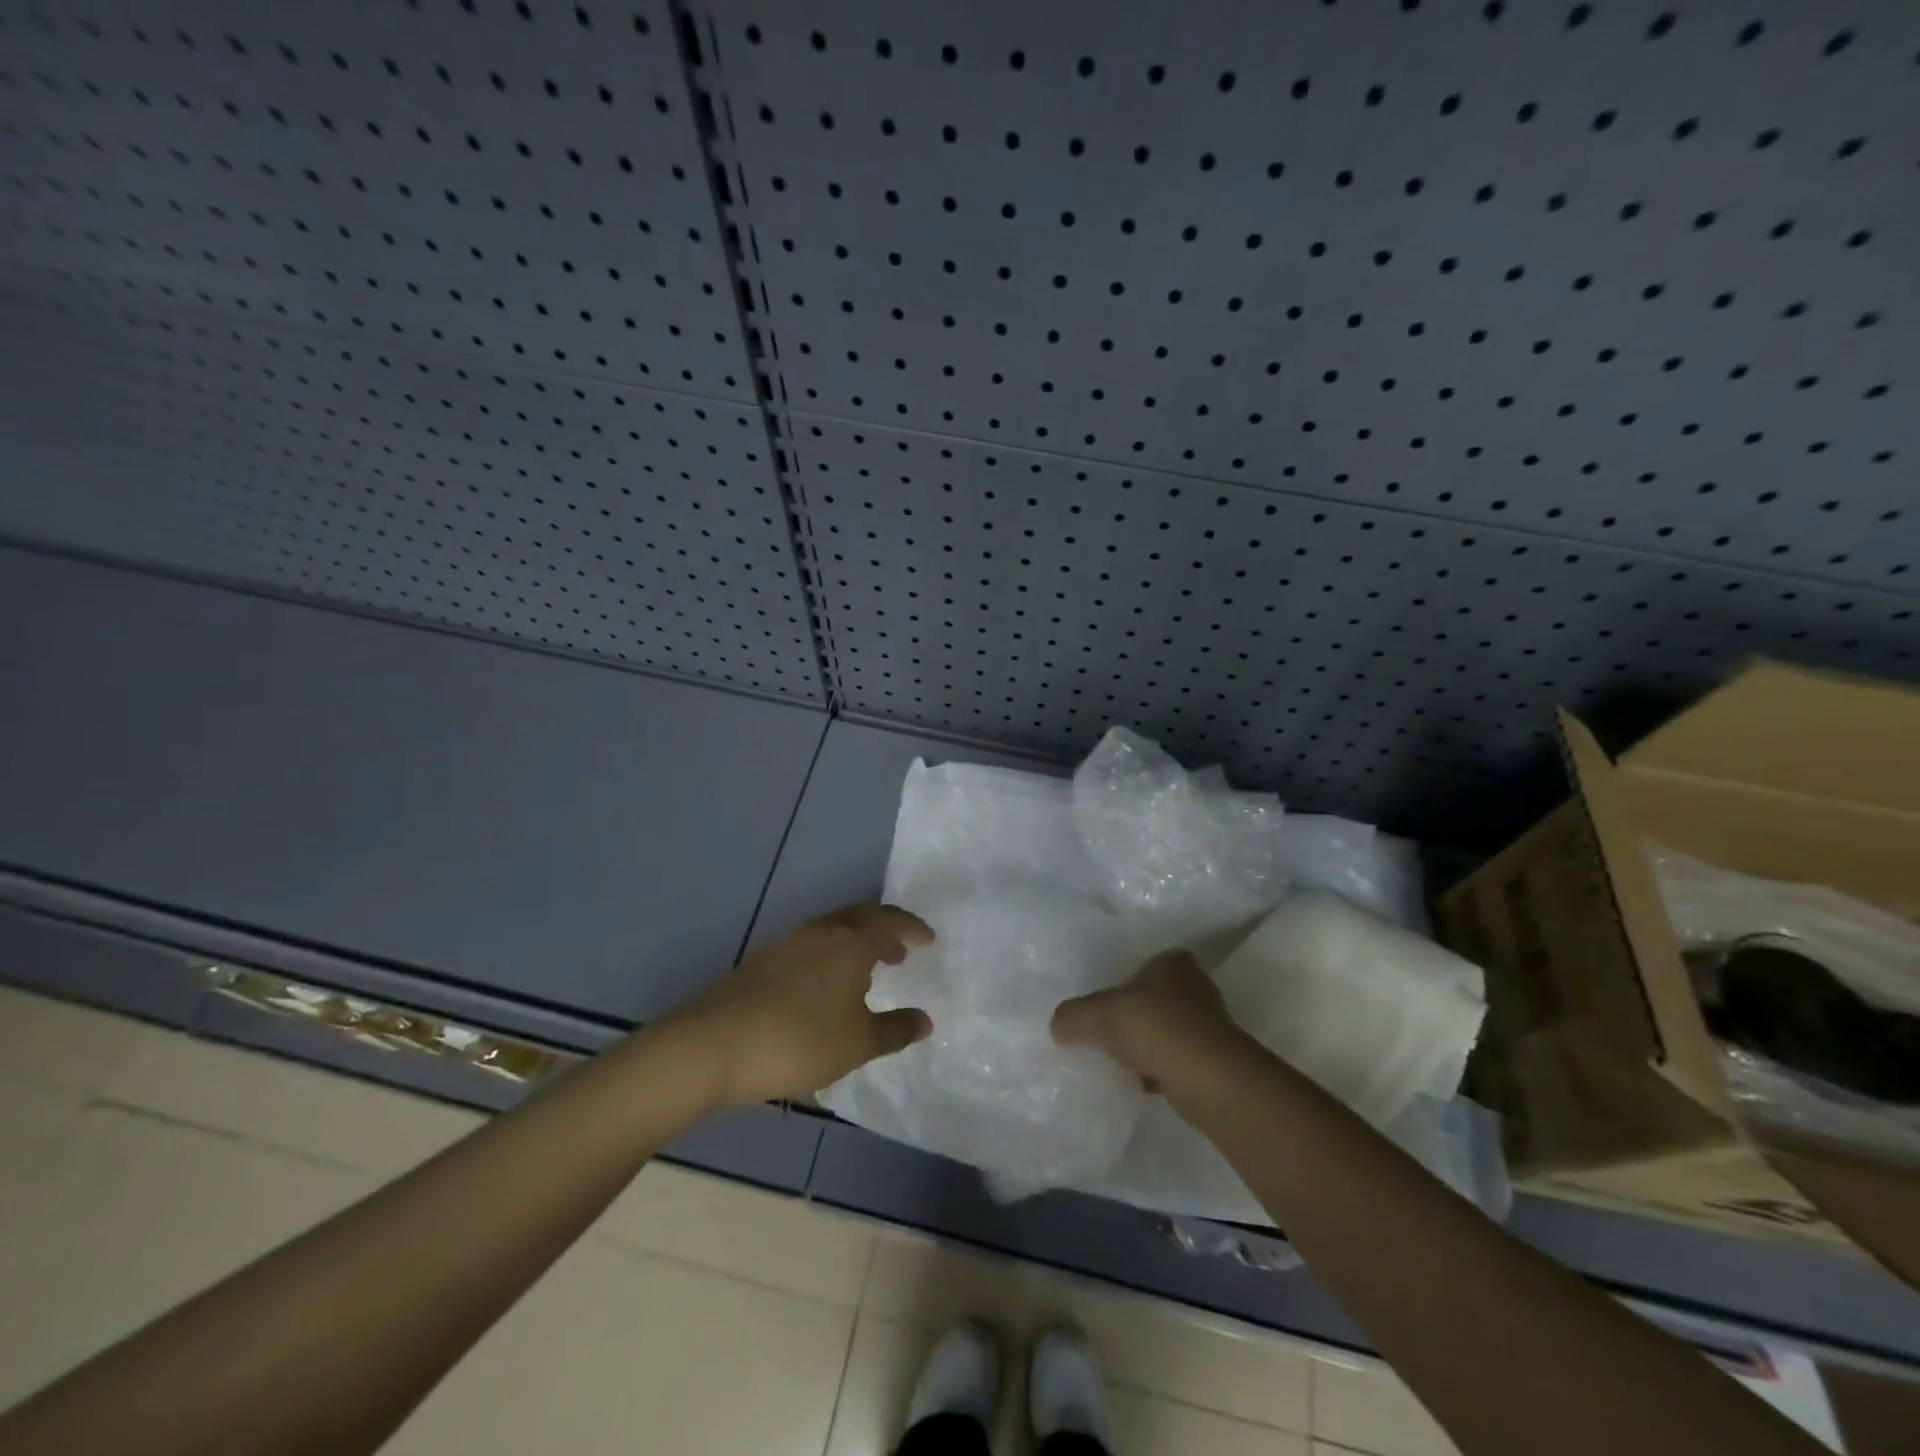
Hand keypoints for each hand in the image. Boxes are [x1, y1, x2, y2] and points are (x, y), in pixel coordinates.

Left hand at [672, 904, 933, 1106]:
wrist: (713, 1045)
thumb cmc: (799, 1040)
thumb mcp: (858, 1043)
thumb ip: (895, 1029)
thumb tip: (925, 1020)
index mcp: (850, 942)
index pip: (890, 921)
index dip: (913, 928)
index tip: (929, 940)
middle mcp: (820, 932)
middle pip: (859, 918)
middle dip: (884, 931)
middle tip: (899, 953)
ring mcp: (786, 944)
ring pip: (831, 932)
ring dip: (854, 945)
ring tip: (865, 975)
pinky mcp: (761, 962)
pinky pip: (809, 948)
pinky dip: (828, 958)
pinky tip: (823, 991)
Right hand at [1051, 950, 1248, 1097]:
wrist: (1210, 1080)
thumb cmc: (1155, 1028)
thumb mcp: (1098, 1014)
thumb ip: (1072, 1016)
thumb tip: (1058, 1026)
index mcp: (1173, 962)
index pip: (1143, 964)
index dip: (1121, 982)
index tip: (1102, 1003)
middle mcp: (1195, 987)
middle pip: (1153, 999)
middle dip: (1133, 1016)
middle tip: (1103, 1032)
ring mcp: (1209, 1026)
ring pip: (1165, 1031)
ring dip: (1146, 1045)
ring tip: (1117, 1061)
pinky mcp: (1214, 1062)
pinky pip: (1175, 1061)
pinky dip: (1158, 1070)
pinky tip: (1139, 1084)